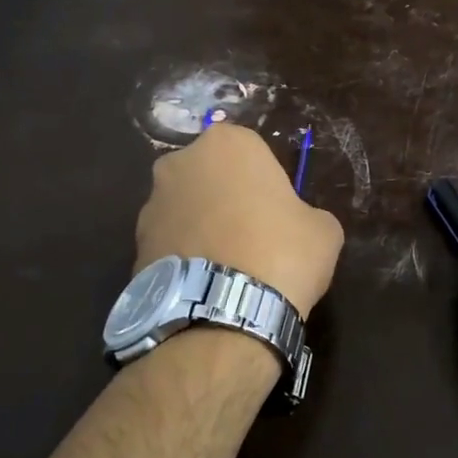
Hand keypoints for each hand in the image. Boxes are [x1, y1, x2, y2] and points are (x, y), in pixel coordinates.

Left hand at [135, 124, 344, 315]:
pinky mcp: (134, 245)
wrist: (223, 314)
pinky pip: (170, 243)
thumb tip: (295, 224)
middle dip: (226, 198)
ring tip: (227, 269)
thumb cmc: (281, 254)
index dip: (267, 182)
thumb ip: (306, 213)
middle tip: (253, 236)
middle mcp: (179, 162)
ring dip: (202, 228)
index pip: (252, 151)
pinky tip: (206, 285)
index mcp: (227, 143)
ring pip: (186, 209)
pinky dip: (185, 257)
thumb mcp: (323, 230)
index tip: (278, 212)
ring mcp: (151, 204)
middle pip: (211, 176)